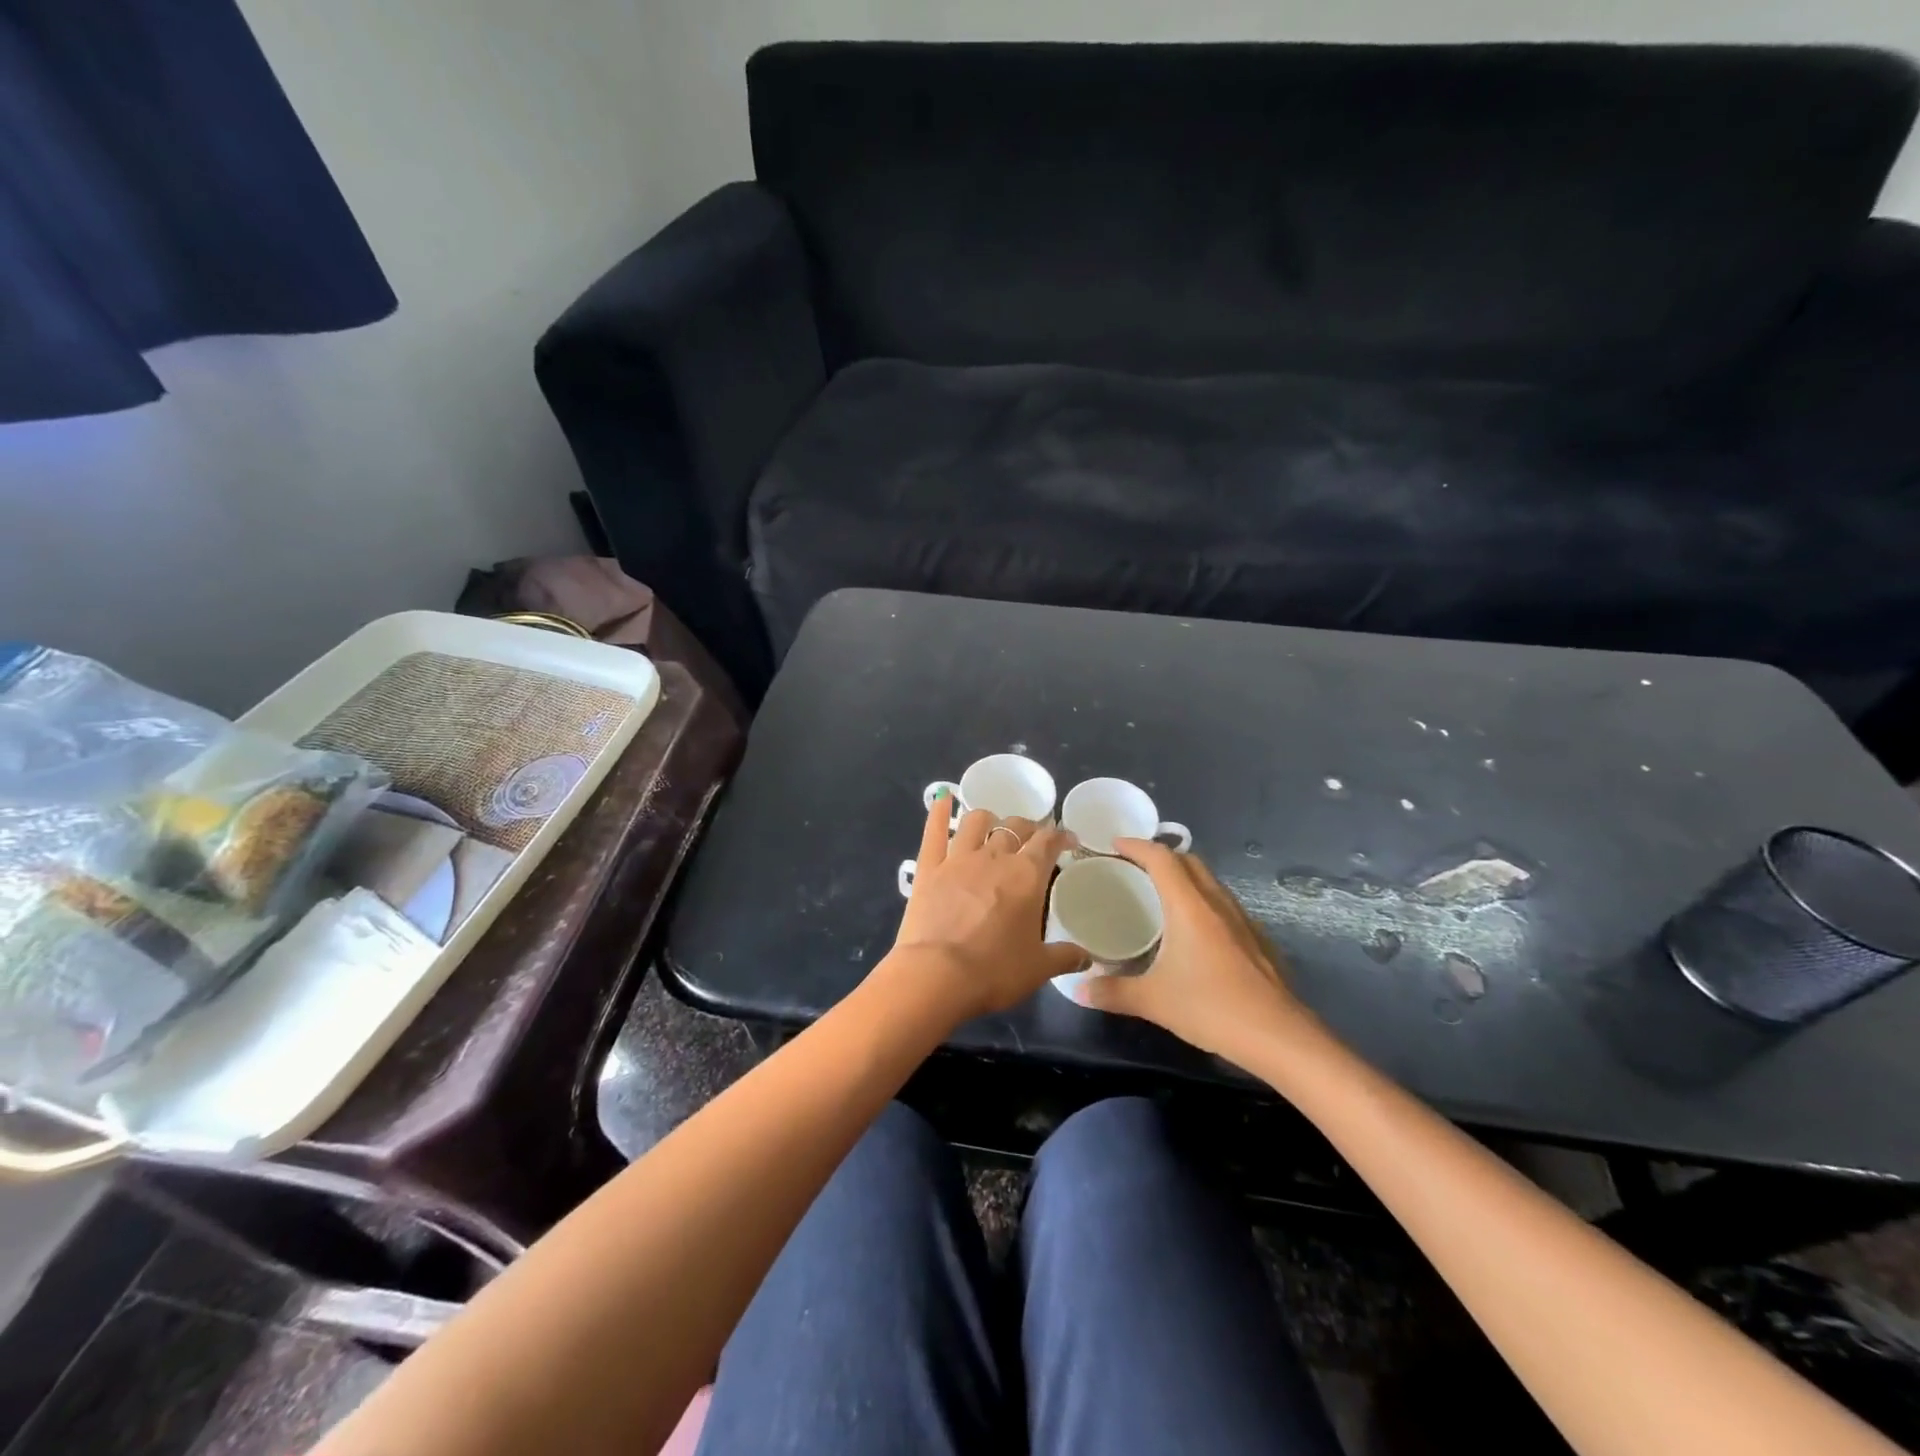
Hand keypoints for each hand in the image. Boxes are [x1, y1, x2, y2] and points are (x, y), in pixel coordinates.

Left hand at [892, 794, 1087, 1018]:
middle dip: (1026, 828)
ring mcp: (958, 858)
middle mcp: (994, 857)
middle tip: (1030, 839)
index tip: (1068, 840)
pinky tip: (942, 797)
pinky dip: (938, 811)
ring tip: (992, 827)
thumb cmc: (994, 971)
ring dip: (988, 819)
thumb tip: (1088, 956)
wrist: (937, 975)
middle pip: (1014, 827)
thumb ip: (1065, 956)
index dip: (1060, 836)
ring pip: (976, 821)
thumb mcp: (1038, 968)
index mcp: (1027, 875)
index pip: (1048, 841)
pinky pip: (934, 830)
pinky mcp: (928, 867)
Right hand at [1075, 839, 1323, 1064]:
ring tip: (1160, 894)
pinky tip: (1193, 930)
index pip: (1162, 858)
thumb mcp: (1154, 1001)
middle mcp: (1217, 903)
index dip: (1136, 845)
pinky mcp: (1257, 939)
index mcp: (1190, 907)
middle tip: (1133, 867)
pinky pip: (1223, 903)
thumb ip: (1113, 992)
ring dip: (1184, 876)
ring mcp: (1242, 920)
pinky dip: (1202, 900)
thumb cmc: (1212, 1008)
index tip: (1113, 844)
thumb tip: (1079, 990)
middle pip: (1189, 861)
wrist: (1280, 1037)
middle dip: (1160, 856)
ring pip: (1209, 881)